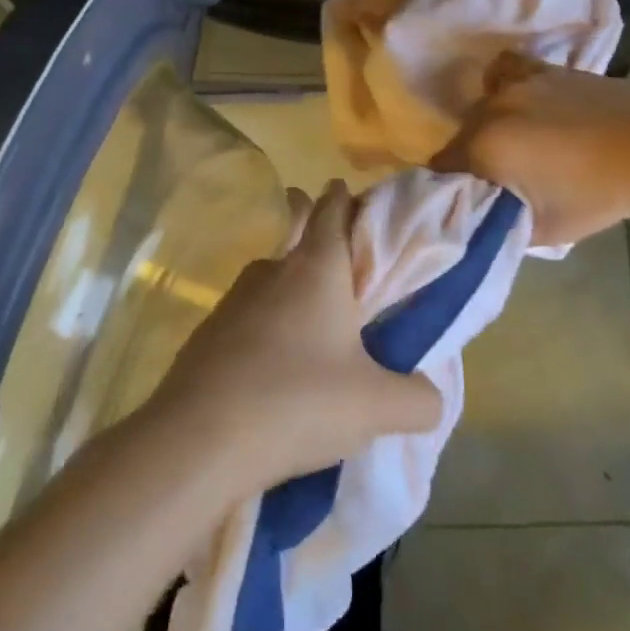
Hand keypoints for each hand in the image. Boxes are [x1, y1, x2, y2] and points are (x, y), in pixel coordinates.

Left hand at [147, 180, 442, 491]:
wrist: (199, 439)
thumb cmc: (299, 401)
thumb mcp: (376, 407)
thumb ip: (417, 399)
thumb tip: (429, 398)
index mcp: (317, 268)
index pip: (332, 210)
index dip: (342, 198)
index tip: (347, 192)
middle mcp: (272, 271)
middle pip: (295, 235)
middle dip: (309, 227)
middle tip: (327, 240)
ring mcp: (232, 300)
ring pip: (269, 278)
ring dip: (288, 286)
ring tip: (310, 318)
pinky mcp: (206, 334)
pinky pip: (246, 318)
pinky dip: (263, 327)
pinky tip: (272, 363)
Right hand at [433, 54, 629, 245]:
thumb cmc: (601, 192)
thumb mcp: (546, 228)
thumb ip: (500, 223)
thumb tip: (481, 217)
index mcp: (484, 146)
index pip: (442, 166)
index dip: (452, 187)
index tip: (472, 201)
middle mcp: (490, 108)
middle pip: (461, 136)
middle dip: (473, 160)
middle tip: (501, 183)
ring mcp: (516, 84)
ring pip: (482, 109)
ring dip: (490, 129)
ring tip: (517, 148)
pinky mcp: (542, 69)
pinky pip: (504, 72)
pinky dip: (503, 86)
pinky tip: (519, 104)